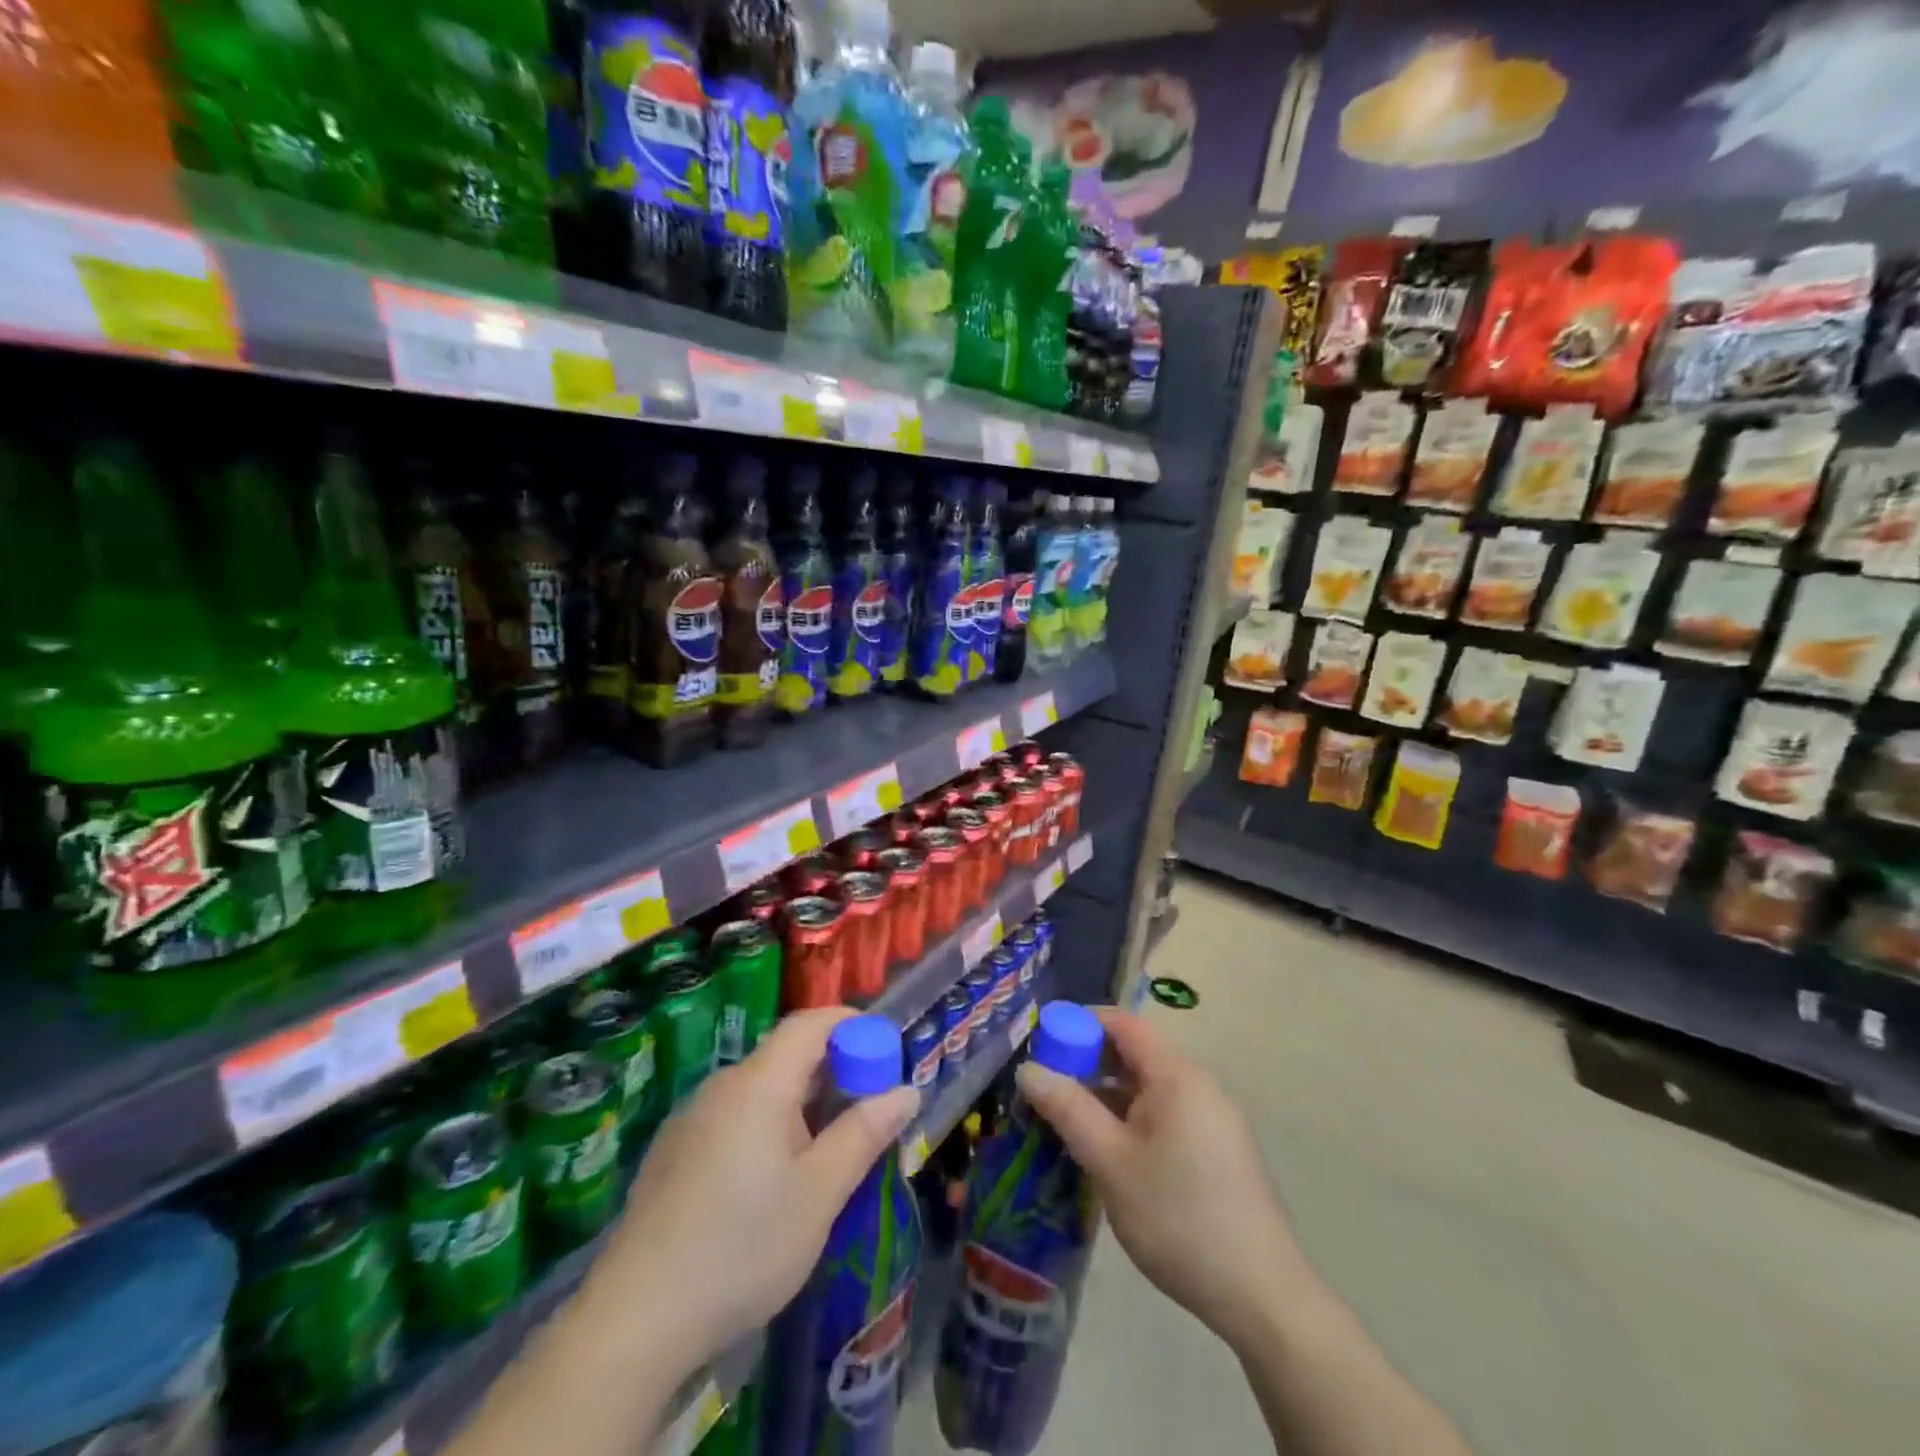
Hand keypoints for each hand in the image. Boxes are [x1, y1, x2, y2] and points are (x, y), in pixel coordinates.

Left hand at [596, 1008, 919, 1373]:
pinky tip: (772, 1181)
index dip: (850, 1025)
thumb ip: (864, 1134)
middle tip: (866, 1110)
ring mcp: (692, 1119)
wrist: (635, 1320)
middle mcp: (722, 1086)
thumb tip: (906, 1092)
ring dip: (801, 1103)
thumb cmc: (742, 1246)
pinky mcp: (674, 1153)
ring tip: (827, 1150)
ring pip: (761, 1089)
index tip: (883, 1051)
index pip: (810, 1023)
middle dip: (833, 1071)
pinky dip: (768, 1125)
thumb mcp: (819, 1193)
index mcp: (759, 1083)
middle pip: (786, 1055)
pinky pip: (734, 1117)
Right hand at [1015, 1008, 1300, 1352]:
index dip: (1080, 1025)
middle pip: (1136, 1053)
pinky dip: (1133, 1119)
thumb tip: (1028, 1068)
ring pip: (1149, 1088)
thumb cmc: (1178, 1217)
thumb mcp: (1111, 1162)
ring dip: (1108, 1097)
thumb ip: (1067, 1109)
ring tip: (1070, 1124)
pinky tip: (1111, 1154)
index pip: (1122, 1023)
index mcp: (1177, 1075)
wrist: (1261, 1296)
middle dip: (1088, 1064)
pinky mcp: (1220, 1150)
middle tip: (1048, 1090)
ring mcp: (1214, 1118)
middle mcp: (1199, 1084)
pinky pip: (1167, 1114)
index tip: (1042, 1047)